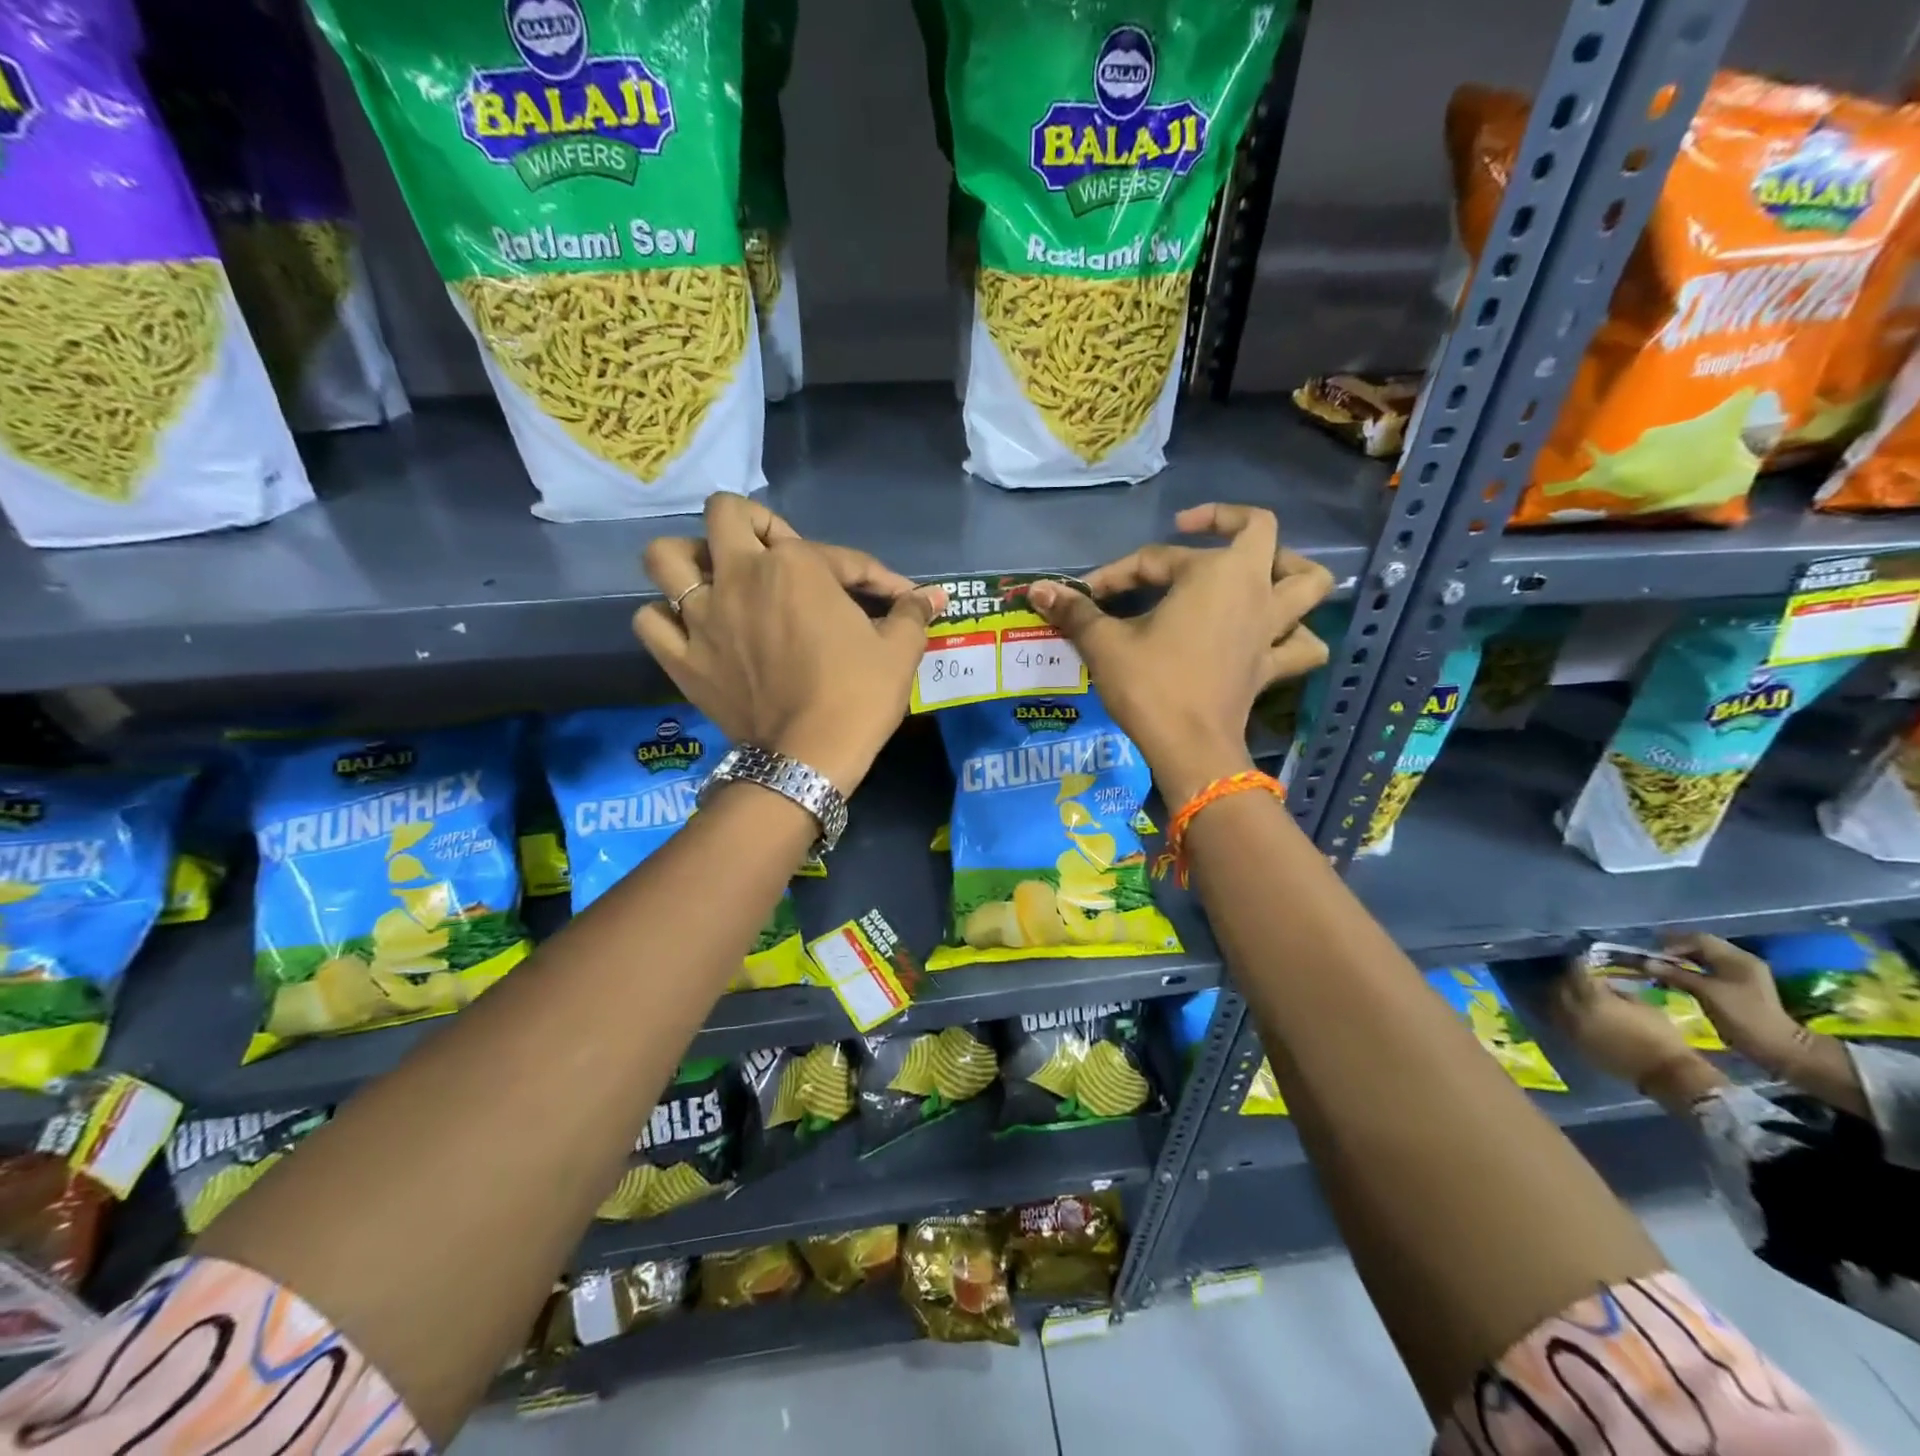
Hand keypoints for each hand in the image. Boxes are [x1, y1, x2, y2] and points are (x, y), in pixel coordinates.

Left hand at [633, 496, 942, 793]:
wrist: (810, 757)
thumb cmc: (858, 695)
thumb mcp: (899, 651)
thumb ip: (912, 614)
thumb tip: (935, 597)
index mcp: (795, 566)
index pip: (838, 554)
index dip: (873, 575)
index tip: (895, 598)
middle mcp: (740, 576)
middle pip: (725, 514)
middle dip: (752, 524)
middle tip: (776, 556)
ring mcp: (702, 616)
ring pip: (666, 558)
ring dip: (690, 558)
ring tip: (715, 579)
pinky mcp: (682, 657)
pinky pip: (651, 622)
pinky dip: (665, 619)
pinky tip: (690, 628)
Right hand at [1026, 505, 1334, 804]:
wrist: (1191, 750)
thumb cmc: (1151, 687)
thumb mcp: (1105, 644)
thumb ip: (1075, 612)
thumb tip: (1037, 589)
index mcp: (1214, 573)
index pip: (1155, 559)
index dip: (1116, 573)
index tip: (1086, 595)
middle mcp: (1253, 589)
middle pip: (1261, 532)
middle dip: (1227, 521)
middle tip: (1193, 530)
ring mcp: (1272, 628)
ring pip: (1307, 582)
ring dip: (1288, 568)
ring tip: (1258, 571)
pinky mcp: (1273, 666)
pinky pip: (1303, 644)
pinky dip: (1296, 635)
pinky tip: (1275, 637)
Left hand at [1548, 970, 1726, 1111]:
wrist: (1667, 1074)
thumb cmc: (1662, 1036)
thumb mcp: (1644, 1005)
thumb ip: (1618, 992)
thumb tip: (1602, 983)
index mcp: (1595, 999)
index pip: (1577, 974)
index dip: (1577, 965)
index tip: (1580, 959)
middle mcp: (1576, 1012)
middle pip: (1559, 988)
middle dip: (1565, 979)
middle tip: (1573, 976)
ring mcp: (1572, 1029)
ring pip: (1554, 1005)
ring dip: (1559, 996)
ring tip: (1569, 992)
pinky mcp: (1575, 1044)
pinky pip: (1560, 1022)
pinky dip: (1562, 1013)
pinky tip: (1570, 1010)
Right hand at [1655, 934, 1800, 1071]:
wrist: (1779, 1047)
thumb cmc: (1743, 1017)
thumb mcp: (1707, 993)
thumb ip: (1676, 975)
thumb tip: (1645, 962)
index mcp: (1737, 958)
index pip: (1698, 939)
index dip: (1673, 944)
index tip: (1653, 956)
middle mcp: (1740, 961)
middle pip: (1701, 947)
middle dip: (1676, 952)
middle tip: (1654, 962)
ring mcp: (1742, 974)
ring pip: (1703, 959)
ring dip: (1682, 962)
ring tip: (1662, 971)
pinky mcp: (1739, 986)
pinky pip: (1708, 970)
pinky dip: (1691, 972)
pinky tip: (1678, 980)